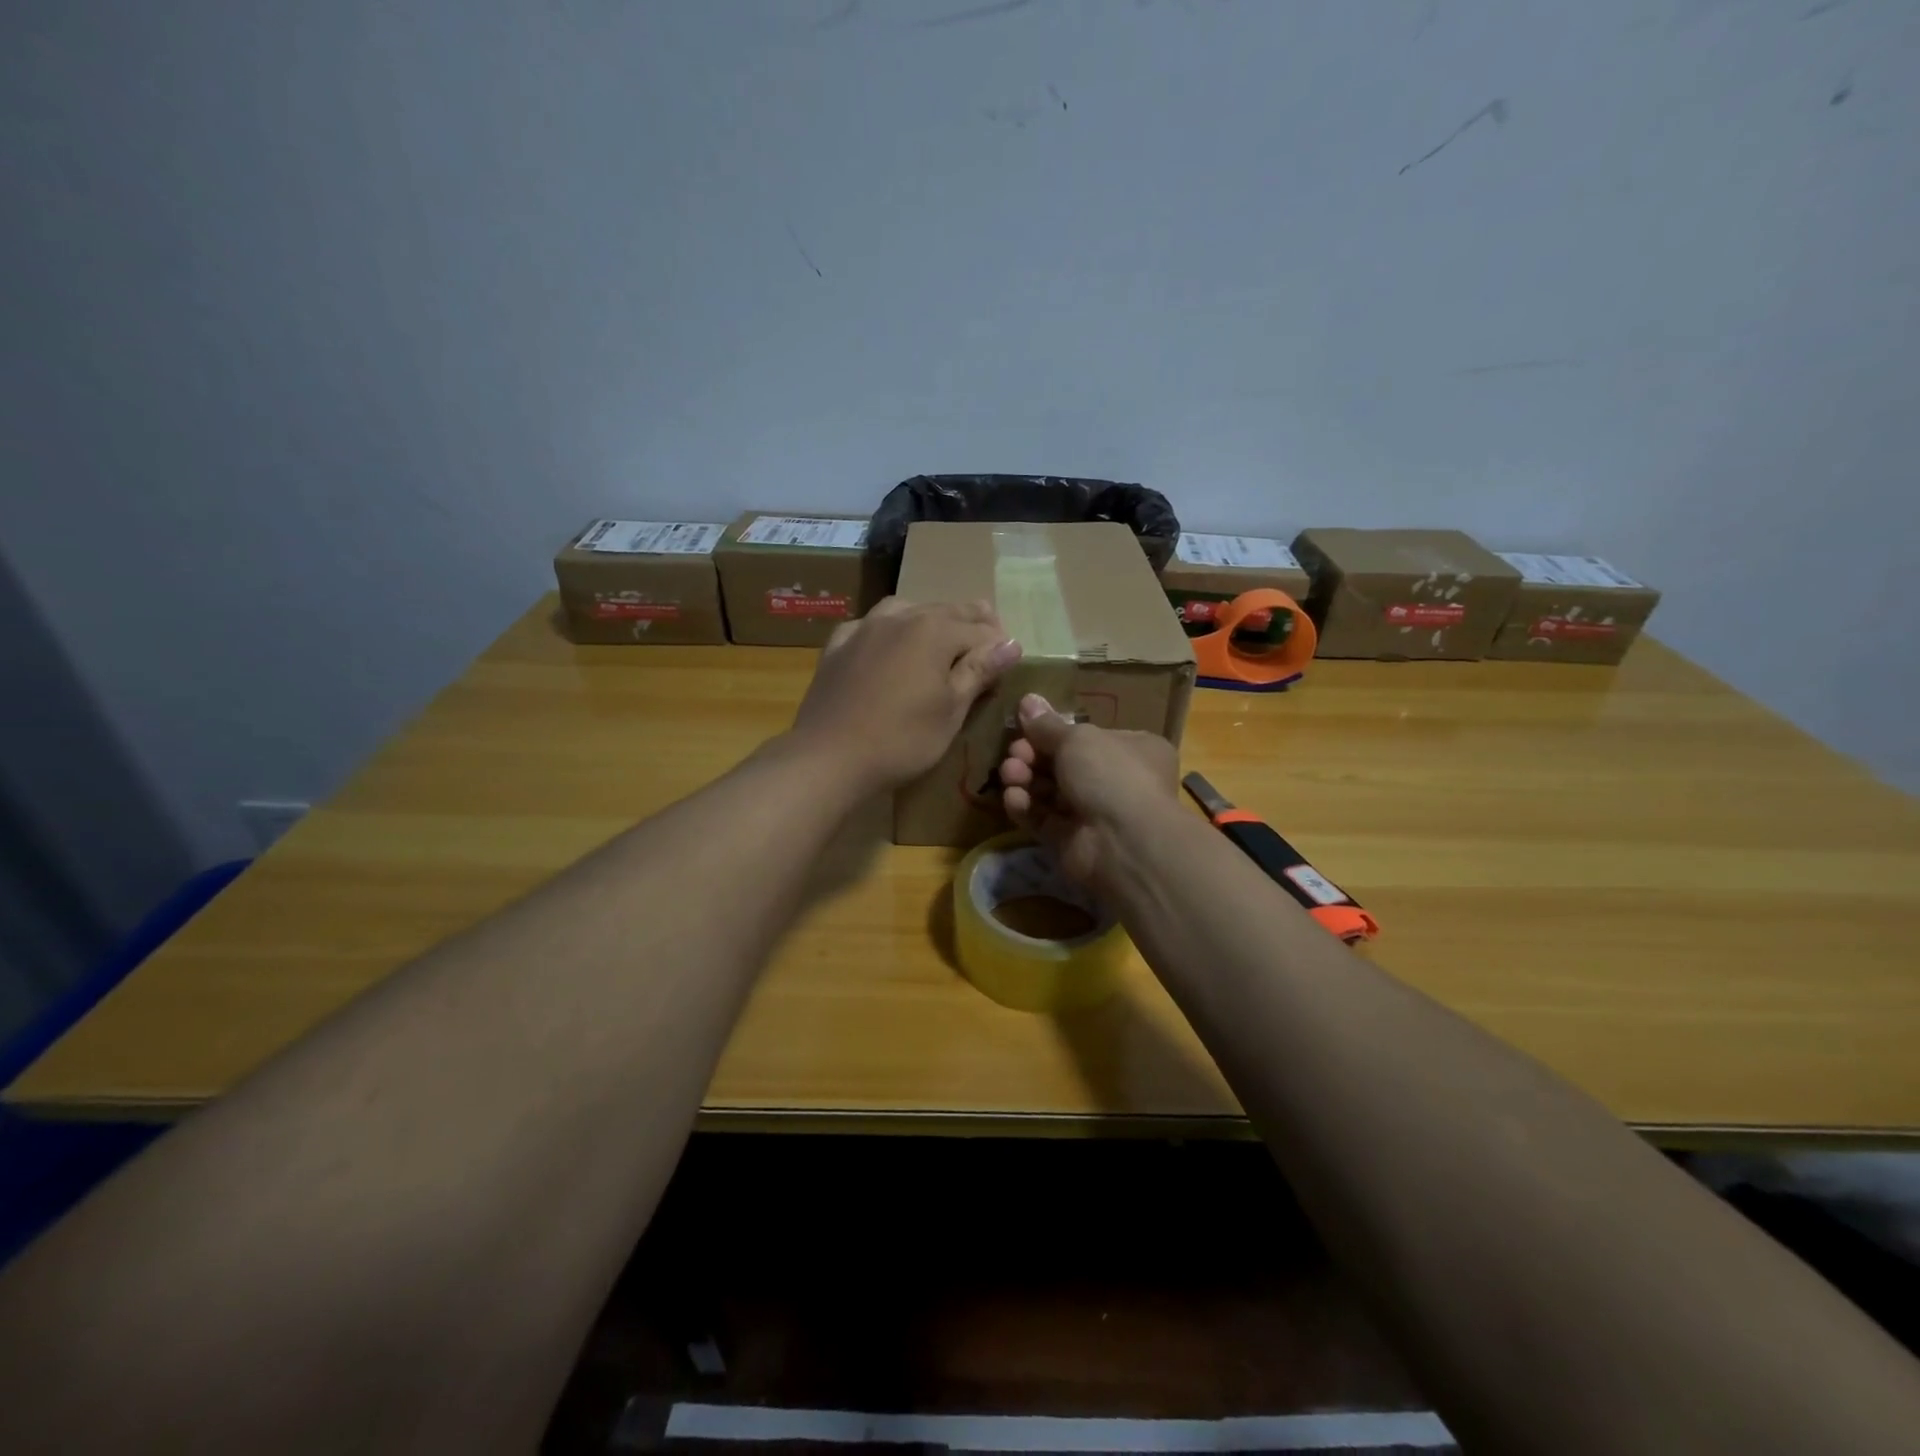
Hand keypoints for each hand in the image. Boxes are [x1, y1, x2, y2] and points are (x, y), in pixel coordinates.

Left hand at [790, 598, 1021, 793]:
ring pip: (908, 609)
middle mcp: (901, 616)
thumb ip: (980, 672)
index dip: (998, 648)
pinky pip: (871, 625)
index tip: (1007, 666)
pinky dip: (890, 629)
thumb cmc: (901, 739)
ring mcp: (865, 627)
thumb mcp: (951, 711)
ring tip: (941, 638)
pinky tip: (889, 644)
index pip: (981, 631)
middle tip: (986, 644)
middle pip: (947, 611)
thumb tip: (1011, 643)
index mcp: (935, 630)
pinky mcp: (838, 645)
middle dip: (972, 624)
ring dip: (930, 619)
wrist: (828, 756)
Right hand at [998, 694, 1178, 886]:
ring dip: (1025, 779)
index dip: (1055, 731)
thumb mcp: (1078, 739)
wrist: (1123, 843)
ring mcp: (1094, 814)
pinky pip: (1044, 820)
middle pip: (1063, 764)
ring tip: (1010, 774)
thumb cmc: (1111, 774)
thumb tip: (1027, 700)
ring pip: (1050, 792)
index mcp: (1133, 749)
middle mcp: (1117, 781)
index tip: (1026, 726)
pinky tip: (1013, 799)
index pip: (1088, 737)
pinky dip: (1026, 808)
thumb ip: (1047, 725)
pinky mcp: (1071, 842)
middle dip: (1033, 756)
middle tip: (1015, 753)